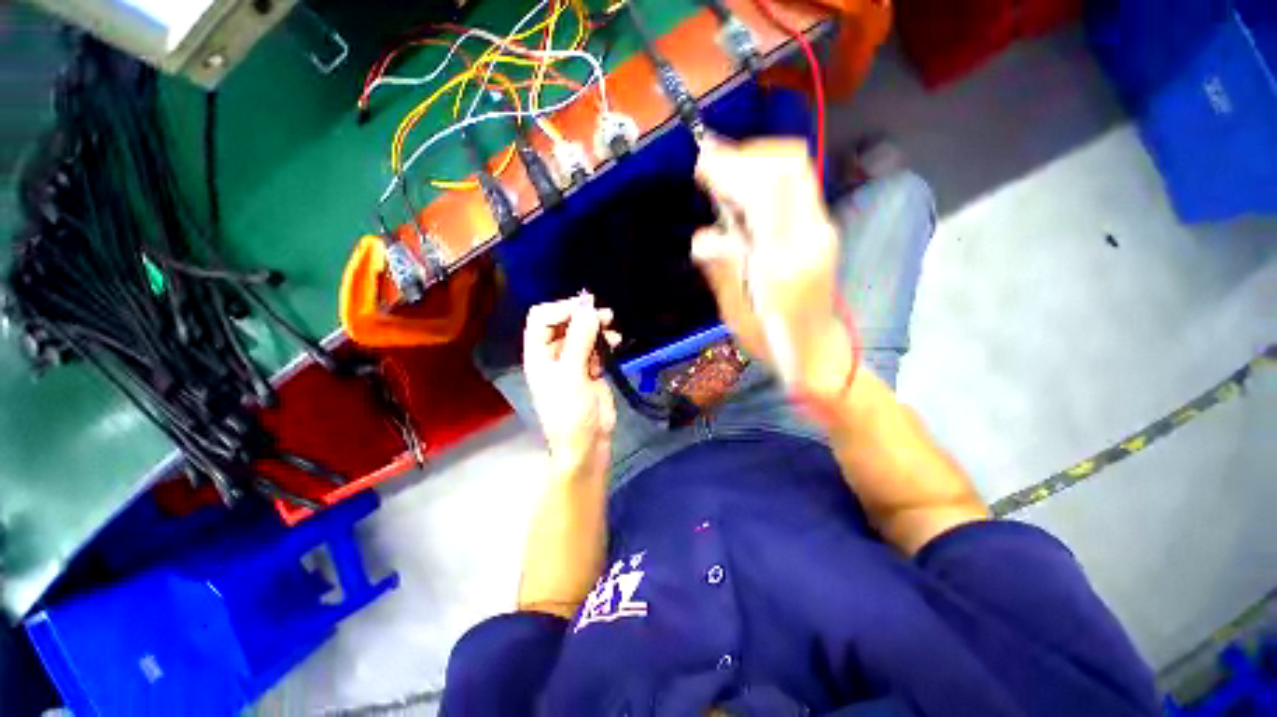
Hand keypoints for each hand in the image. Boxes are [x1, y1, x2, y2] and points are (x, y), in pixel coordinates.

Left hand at [523, 294, 620, 473]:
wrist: (586, 442)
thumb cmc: (570, 411)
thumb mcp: (572, 374)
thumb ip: (580, 340)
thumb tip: (589, 309)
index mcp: (538, 354)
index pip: (541, 318)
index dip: (561, 309)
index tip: (585, 309)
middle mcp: (553, 354)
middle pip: (563, 323)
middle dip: (582, 315)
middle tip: (603, 314)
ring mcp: (573, 362)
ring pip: (582, 333)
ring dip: (596, 326)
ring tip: (611, 326)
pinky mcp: (590, 369)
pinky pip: (596, 347)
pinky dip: (605, 341)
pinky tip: (615, 342)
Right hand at [693, 136, 854, 400]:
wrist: (818, 351)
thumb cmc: (771, 341)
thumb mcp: (736, 314)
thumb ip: (723, 270)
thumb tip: (702, 238)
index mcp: (784, 262)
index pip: (767, 192)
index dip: (732, 168)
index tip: (701, 165)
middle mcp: (811, 236)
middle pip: (788, 166)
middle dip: (745, 156)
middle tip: (710, 166)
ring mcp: (822, 230)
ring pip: (795, 170)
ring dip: (757, 162)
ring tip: (724, 175)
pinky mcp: (822, 229)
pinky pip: (796, 186)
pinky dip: (766, 175)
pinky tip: (744, 192)